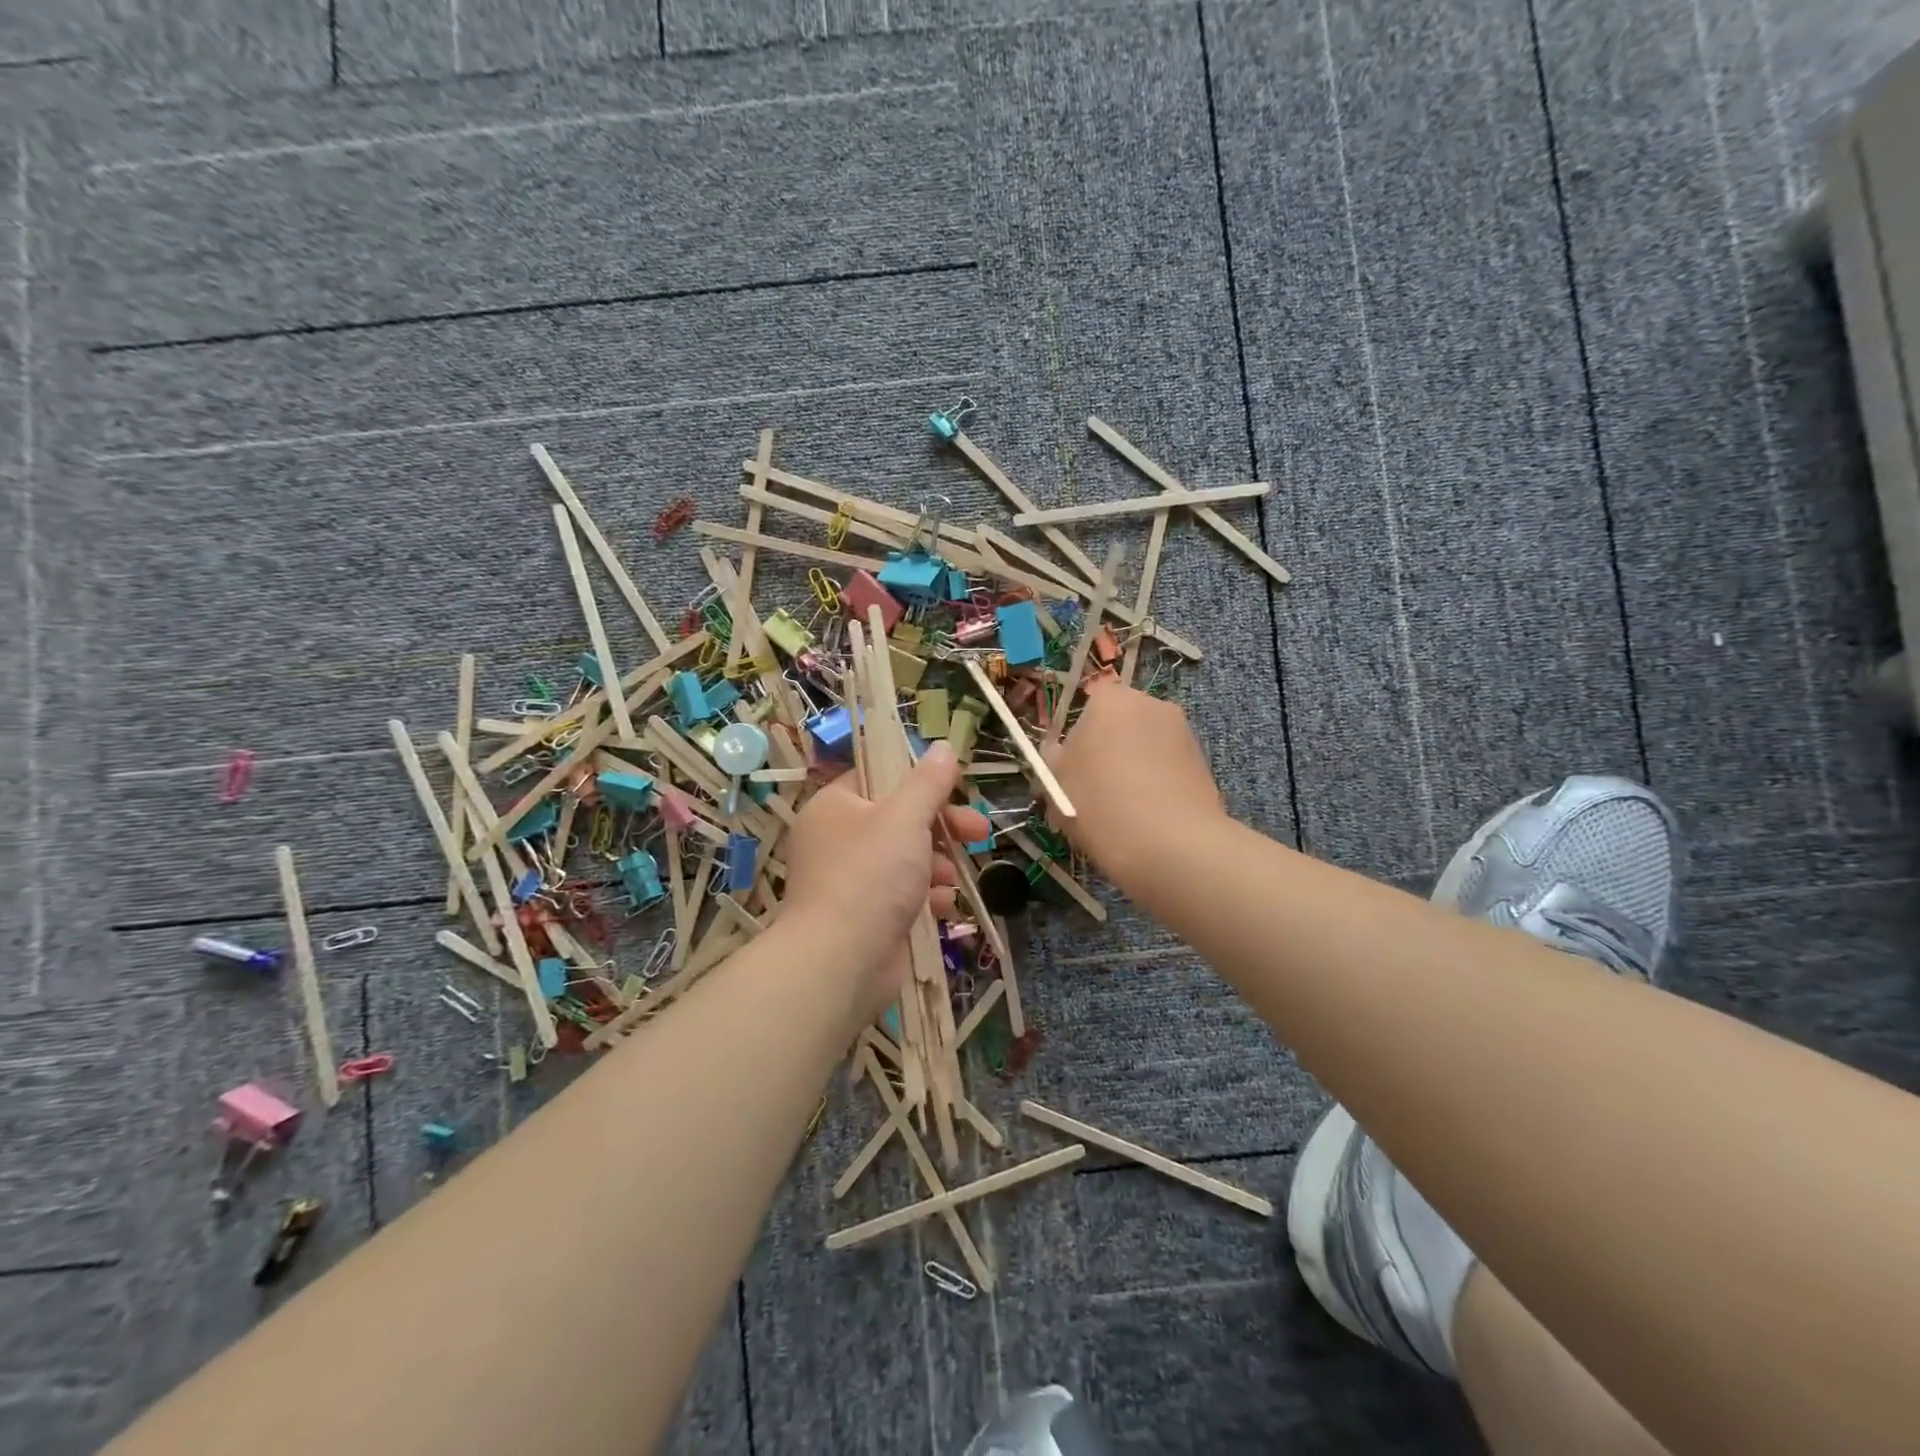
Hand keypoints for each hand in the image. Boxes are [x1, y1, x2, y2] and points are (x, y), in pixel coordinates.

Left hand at [782, 743, 990, 1017]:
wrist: (840, 962)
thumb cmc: (870, 876)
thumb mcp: (905, 818)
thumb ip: (928, 782)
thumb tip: (943, 746)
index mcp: (835, 807)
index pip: (879, 778)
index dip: (920, 781)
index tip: (957, 788)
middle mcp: (837, 840)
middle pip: (899, 820)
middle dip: (942, 826)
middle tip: (979, 831)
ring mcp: (848, 881)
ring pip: (904, 859)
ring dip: (937, 865)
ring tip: (954, 878)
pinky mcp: (864, 917)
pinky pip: (901, 895)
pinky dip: (925, 897)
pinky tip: (943, 905)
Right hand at [1043, 680, 1225, 891]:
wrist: (1172, 847)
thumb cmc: (1099, 805)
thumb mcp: (1055, 782)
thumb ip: (1053, 757)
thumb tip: (1060, 750)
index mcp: (1110, 699)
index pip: (1088, 703)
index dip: (1077, 736)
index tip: (1071, 769)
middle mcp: (1151, 704)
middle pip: (1119, 723)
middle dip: (1107, 749)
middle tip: (1093, 790)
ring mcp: (1183, 732)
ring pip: (1144, 746)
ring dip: (1132, 767)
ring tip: (1122, 810)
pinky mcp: (1203, 762)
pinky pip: (1167, 767)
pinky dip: (1156, 783)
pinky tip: (1147, 817)